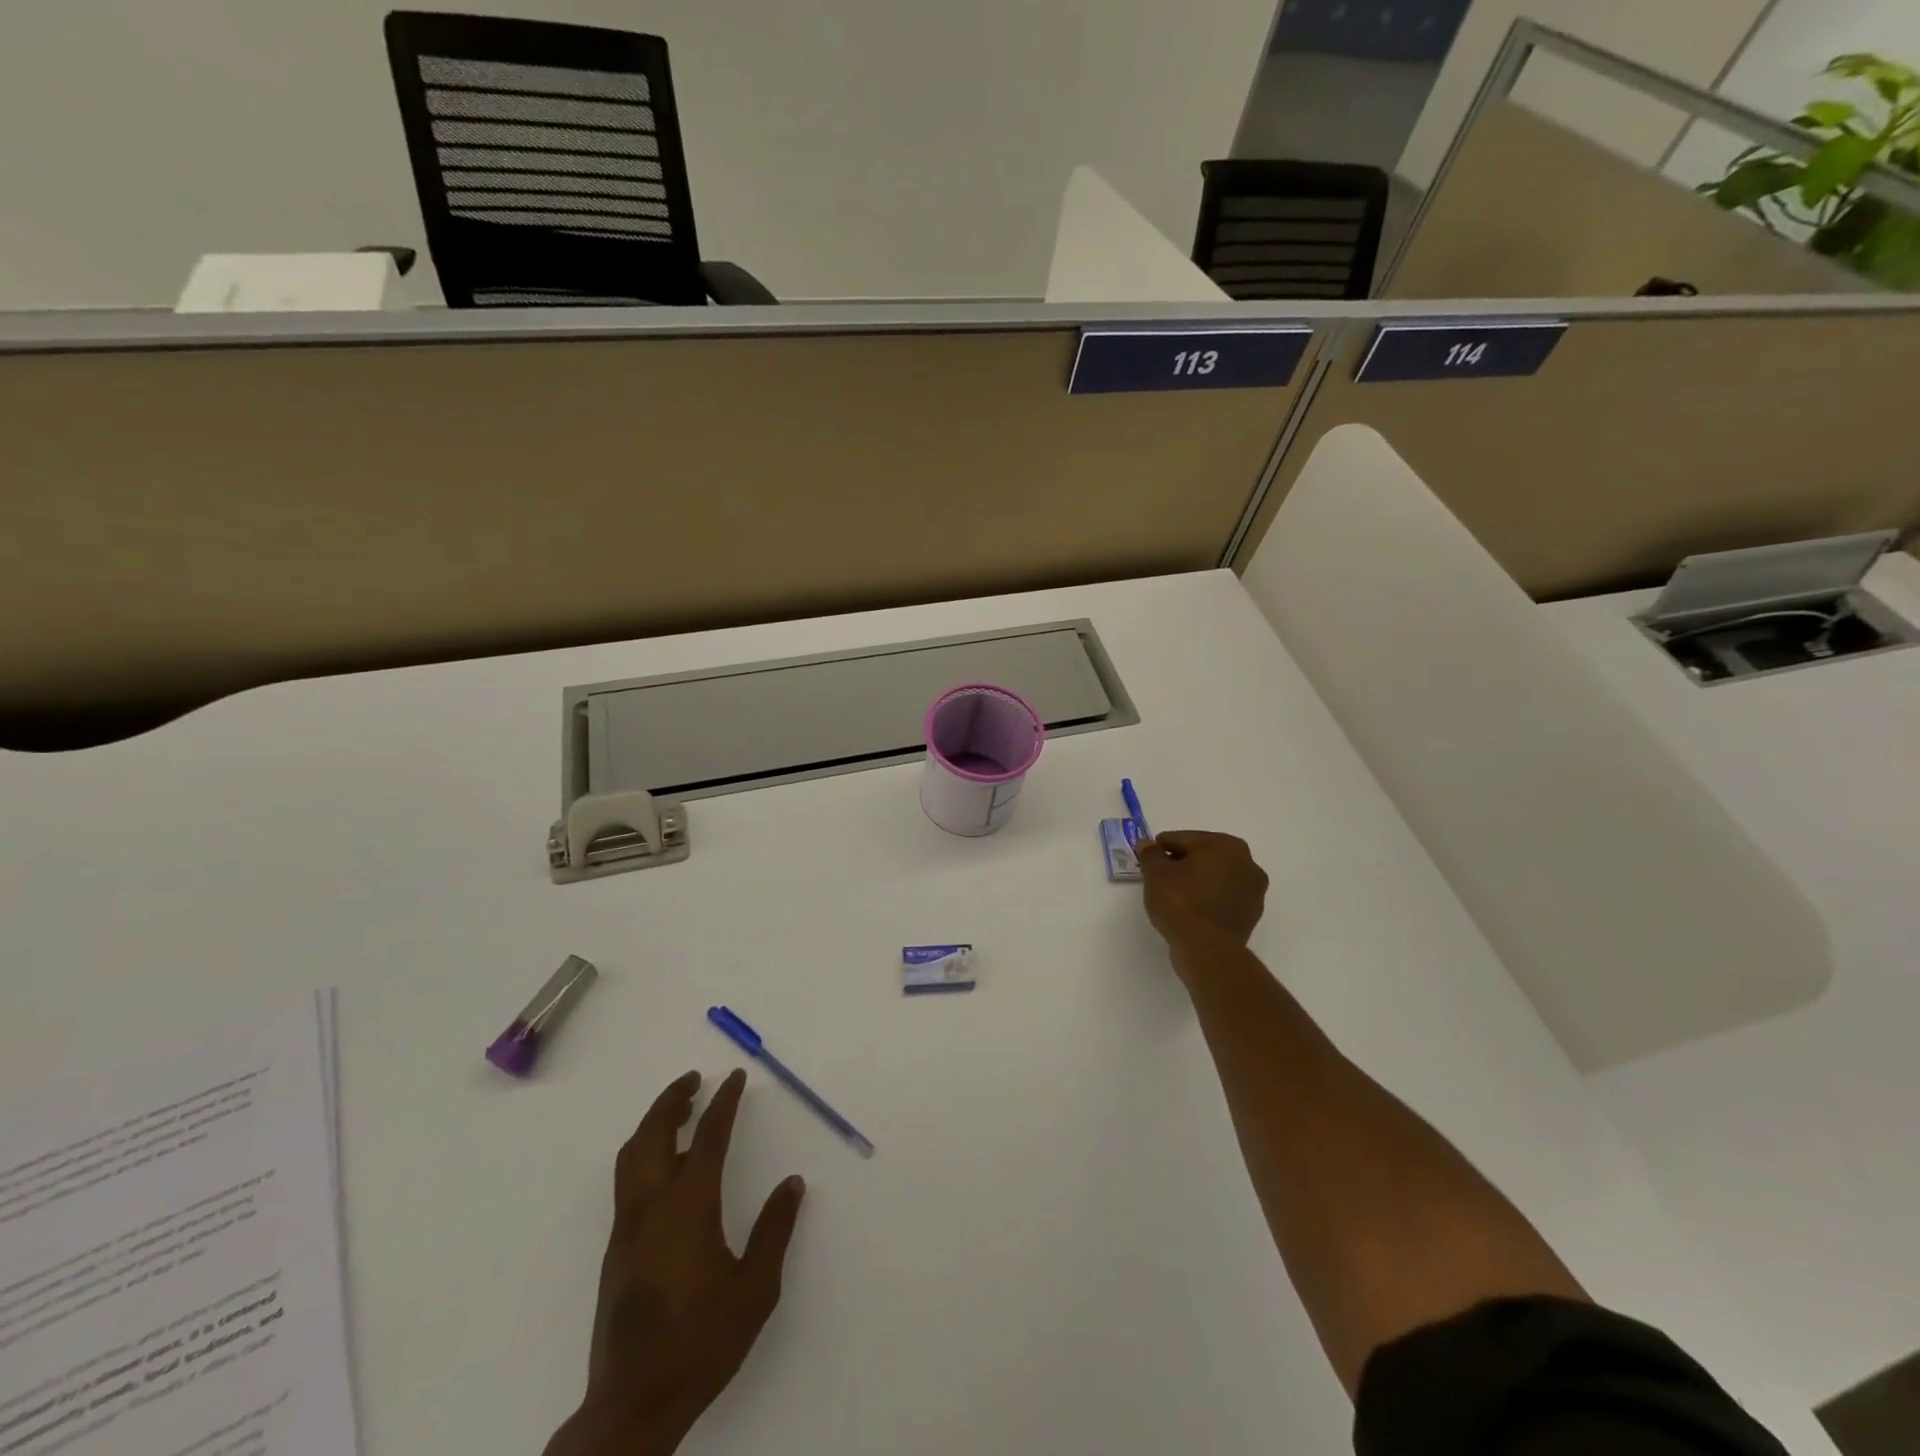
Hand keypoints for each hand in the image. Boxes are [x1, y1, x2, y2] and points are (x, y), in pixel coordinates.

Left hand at [544, 1069, 805, 1455]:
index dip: (724, 1102)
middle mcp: (652, 1206)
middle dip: (673, 1100)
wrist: (633, 1403)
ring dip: (653, 1124)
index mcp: (689, 1207)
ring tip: (677, 1111)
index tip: (735, 1077)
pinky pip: (626, 1181)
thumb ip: (775, 1230)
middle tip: (694, 1080)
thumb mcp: (756, 1289)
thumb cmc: (702, 1343)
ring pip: (631, 1156)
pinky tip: (664, 1167)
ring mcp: (628, 1228)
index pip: (709, 1136)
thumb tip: (792, 1184)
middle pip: (654, 1134)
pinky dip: (642, 1153)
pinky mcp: (616, 1250)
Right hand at [1137, 830, 1268, 952]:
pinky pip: (1223, 898)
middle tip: (1159, 877)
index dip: (1162, 848)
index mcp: (1226, 845)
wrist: (1207, 950)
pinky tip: (1190, 910)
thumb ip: (1151, 855)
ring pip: (1215, 878)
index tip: (1148, 858)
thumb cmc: (1181, 902)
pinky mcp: (1251, 915)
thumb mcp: (1156, 874)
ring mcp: (1253, 891)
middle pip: (1203, 856)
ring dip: (1196, 881)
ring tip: (1173, 895)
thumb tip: (1147, 845)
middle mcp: (1247, 863)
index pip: (1184, 839)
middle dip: (1181, 863)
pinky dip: (1207, 899)